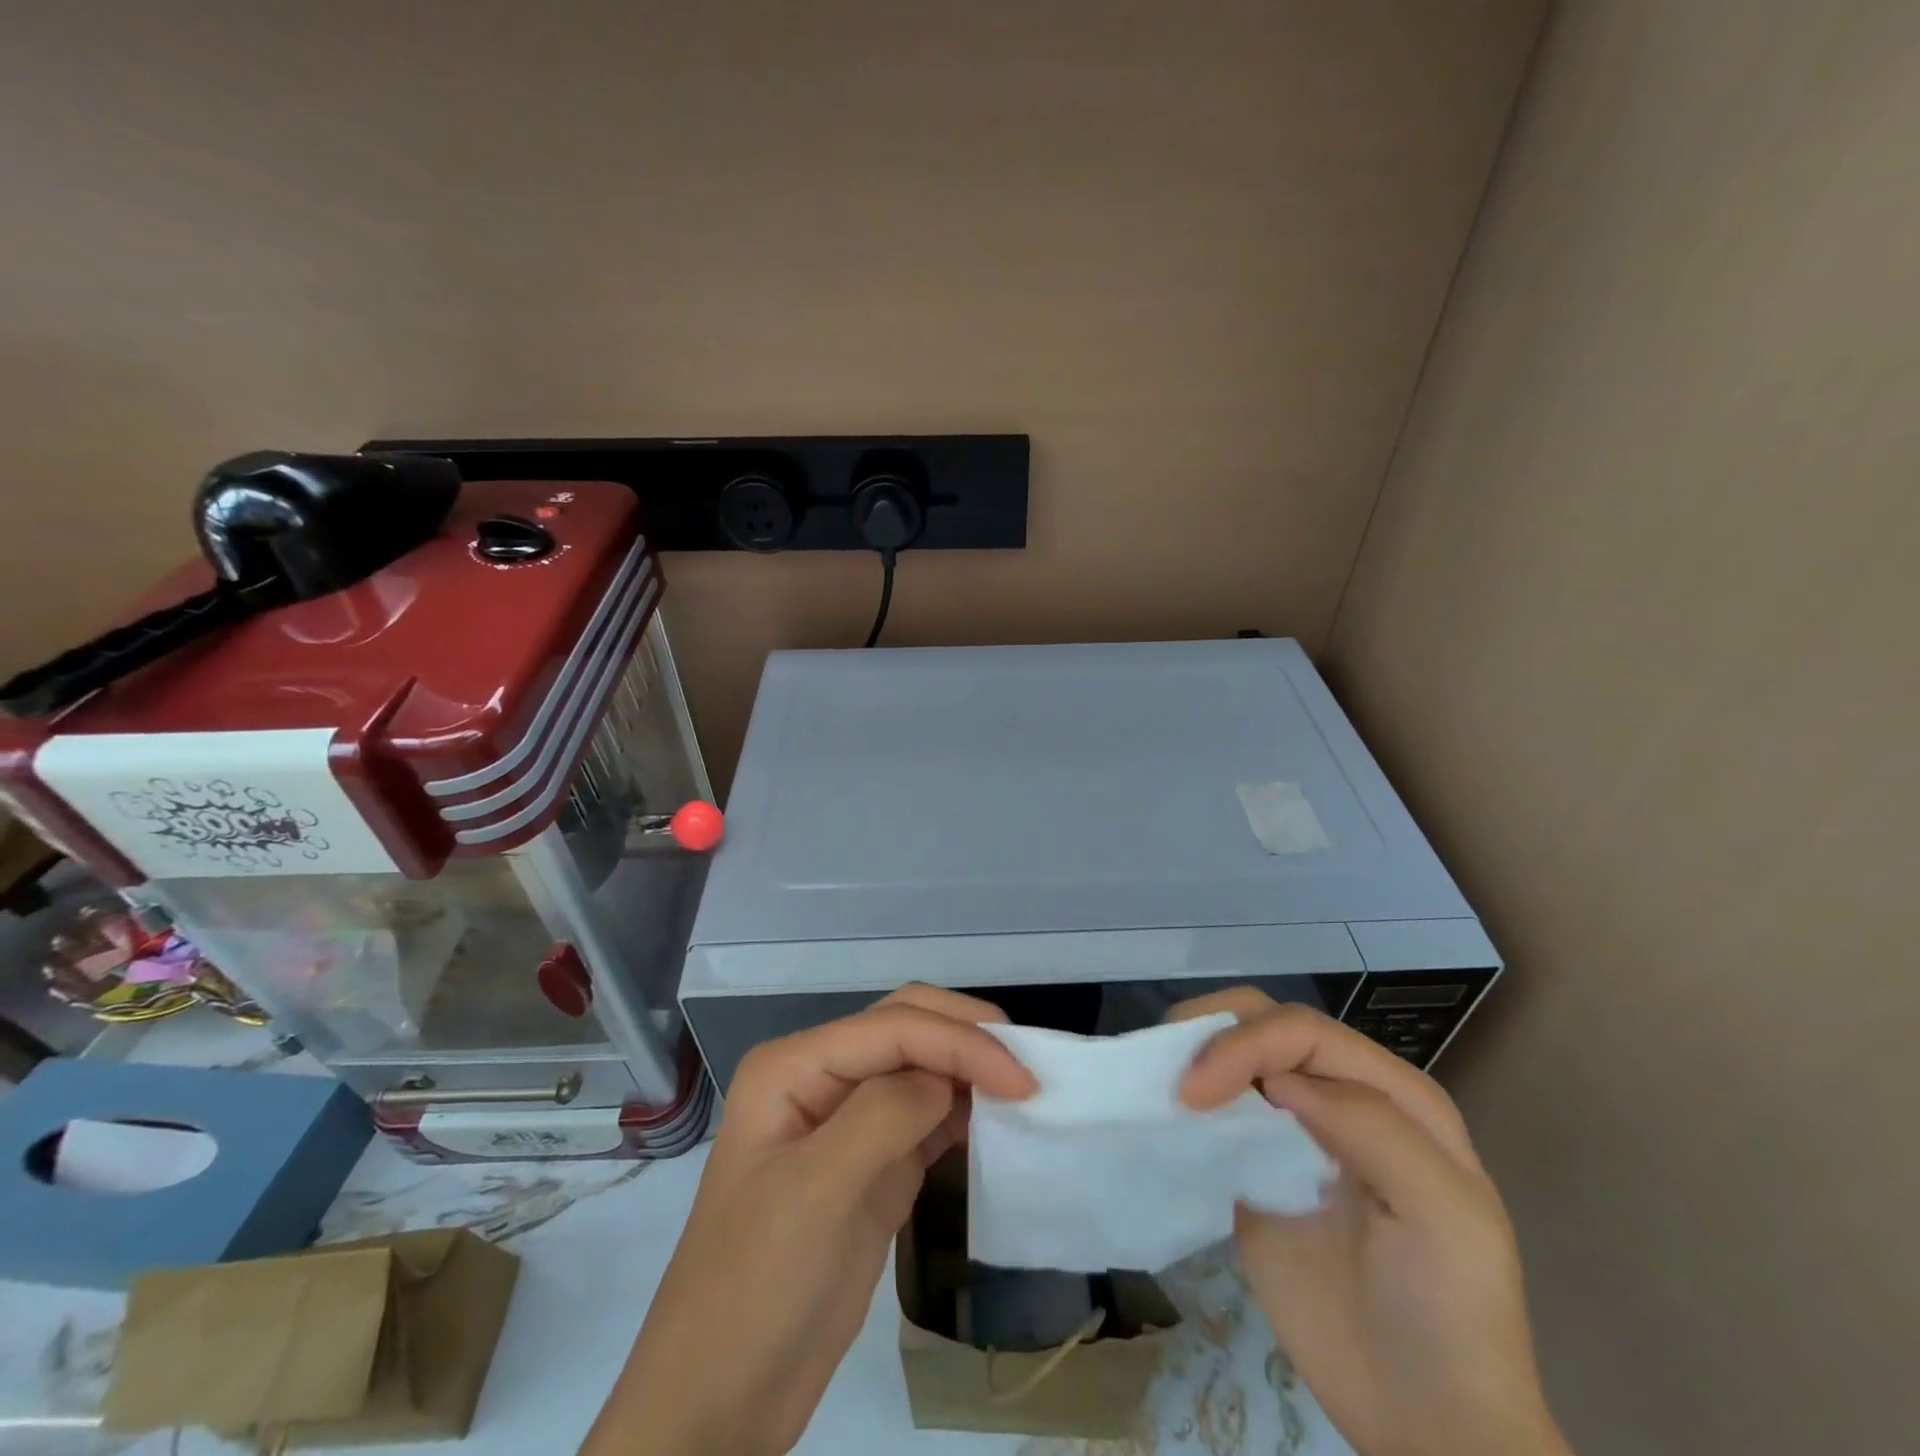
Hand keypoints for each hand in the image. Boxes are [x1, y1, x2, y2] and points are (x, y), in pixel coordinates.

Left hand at [581, 985, 1035, 1455]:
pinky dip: (963, 1110)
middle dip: (967, 1037)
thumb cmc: (756, 1288)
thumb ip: (884, 1116)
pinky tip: (994, 1120)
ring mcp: (846, 1119)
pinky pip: (926, 1116)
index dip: (960, 1042)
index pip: (891, 1027)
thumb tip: (948, 1080)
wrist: (722, 1401)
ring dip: (970, 1068)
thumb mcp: (817, 1194)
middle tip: (1029, 1068)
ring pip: (921, 1065)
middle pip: (906, 1027)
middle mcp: (821, 1076)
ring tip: (1023, 1088)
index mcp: (795, 1065)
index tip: (1023, 1080)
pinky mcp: (872, 1162)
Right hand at [1174, 989, 1569, 1455]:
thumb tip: (1275, 1081)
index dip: (1244, 1045)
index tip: (1196, 1093)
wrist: (1427, 1423)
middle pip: (1264, 1024)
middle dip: (1211, 1032)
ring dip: (1192, 1055)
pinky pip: (1214, 1114)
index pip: (1301, 1031)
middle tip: (1171, 1076)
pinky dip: (1185, 1101)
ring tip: (1158, 1084)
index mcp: (1388, 1091)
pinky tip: (1165, 1114)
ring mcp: (1292, 1130)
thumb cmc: (1451, 1313)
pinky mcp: (1253, 1167)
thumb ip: (1372, 1125)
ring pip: (1234, 1055)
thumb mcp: (1443, 1213)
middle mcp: (1337, 1094)